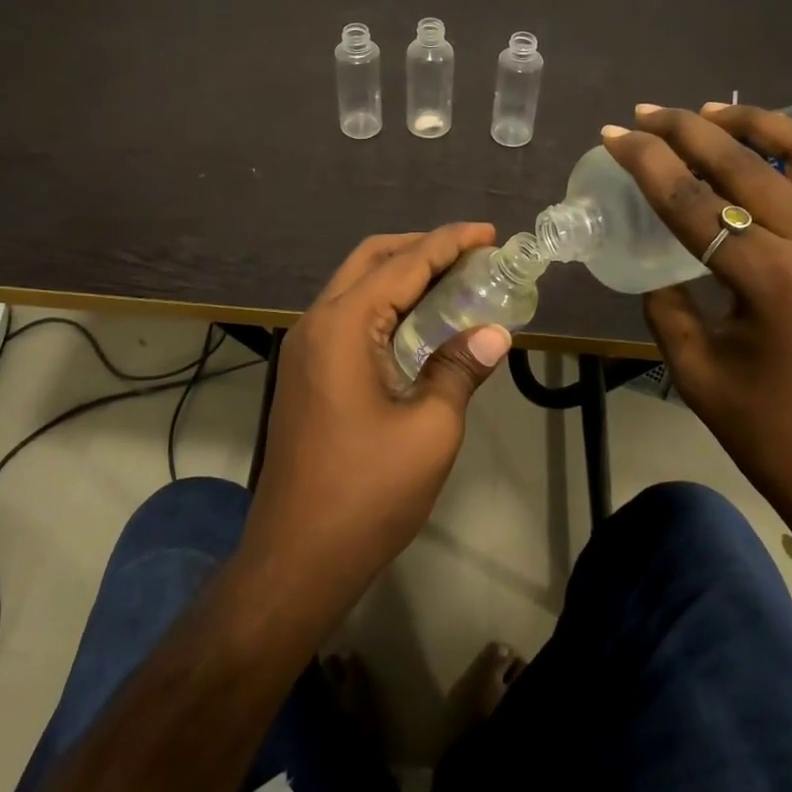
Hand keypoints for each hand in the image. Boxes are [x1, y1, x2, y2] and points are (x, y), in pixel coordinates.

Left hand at [240, 225, 512, 620]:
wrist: (297, 558)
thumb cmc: (367, 493)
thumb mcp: (430, 429)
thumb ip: (461, 369)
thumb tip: (495, 333)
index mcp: (343, 326)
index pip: (404, 264)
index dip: (449, 243)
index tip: (489, 233)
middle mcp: (316, 324)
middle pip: (370, 260)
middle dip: (421, 248)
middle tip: (471, 255)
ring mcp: (304, 349)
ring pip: (356, 287)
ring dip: (401, 276)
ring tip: (453, 282)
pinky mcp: (305, 373)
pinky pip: (348, 318)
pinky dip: (385, 306)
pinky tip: (419, 325)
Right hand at [603, 105, 791, 553]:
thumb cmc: (776, 438)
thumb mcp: (698, 374)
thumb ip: (669, 308)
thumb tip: (661, 271)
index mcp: (775, 282)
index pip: (694, 203)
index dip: (647, 164)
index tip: (614, 134)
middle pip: (746, 164)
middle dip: (687, 129)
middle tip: (647, 112)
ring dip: (754, 124)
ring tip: (711, 111)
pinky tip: (765, 157)